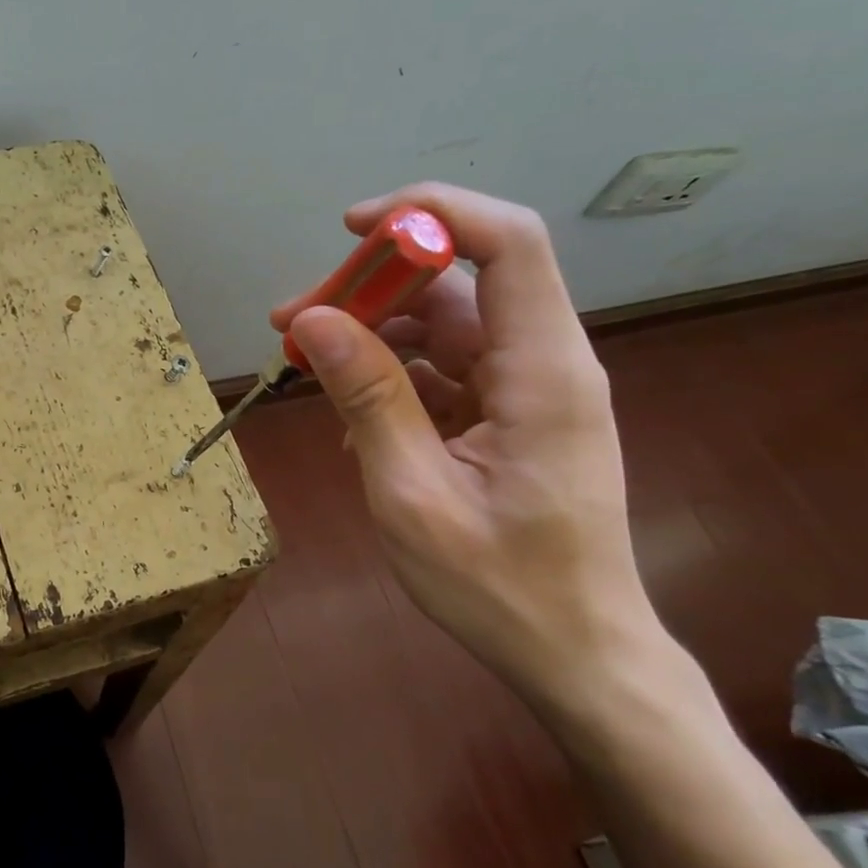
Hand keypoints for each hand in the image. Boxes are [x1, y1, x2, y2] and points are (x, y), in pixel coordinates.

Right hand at [270, 183, 668, 717]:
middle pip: (459, 284)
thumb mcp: (413, 493)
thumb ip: (367, 399)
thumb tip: (314, 321)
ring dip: (372, 335)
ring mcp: (524, 391)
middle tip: (293, 321)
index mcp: (541, 372)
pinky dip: (390, 379)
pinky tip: (348, 417)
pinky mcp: (507, 416)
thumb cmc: (500, 586)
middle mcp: (541, 364)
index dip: (432, 215)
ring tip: (304, 364)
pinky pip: (442, 371)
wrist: (573, 652)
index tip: (353, 230)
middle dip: (373, 288)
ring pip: (443, 327)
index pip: (507, 244)